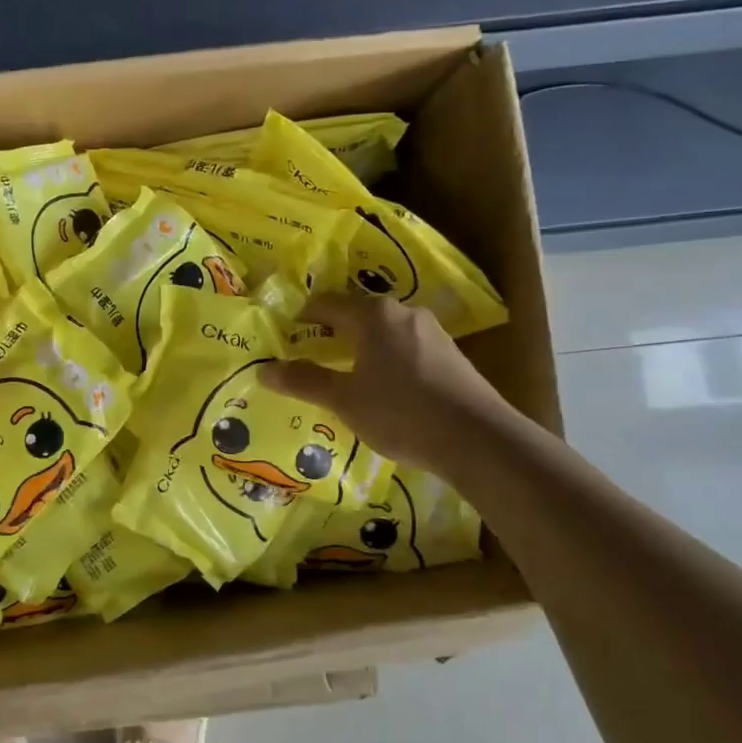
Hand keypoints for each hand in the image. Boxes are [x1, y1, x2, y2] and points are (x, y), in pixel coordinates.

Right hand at [259, 292, 508, 469]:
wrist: (477, 438)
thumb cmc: (401, 411)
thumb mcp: (343, 400)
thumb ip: (304, 381)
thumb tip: (264, 370)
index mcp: (373, 315)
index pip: (325, 304)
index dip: (301, 319)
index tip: (284, 340)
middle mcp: (403, 312)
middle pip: (355, 315)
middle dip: (330, 334)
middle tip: (308, 358)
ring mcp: (431, 332)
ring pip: (382, 332)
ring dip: (359, 348)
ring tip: (342, 376)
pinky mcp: (449, 354)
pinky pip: (404, 347)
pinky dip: (385, 360)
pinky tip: (382, 389)